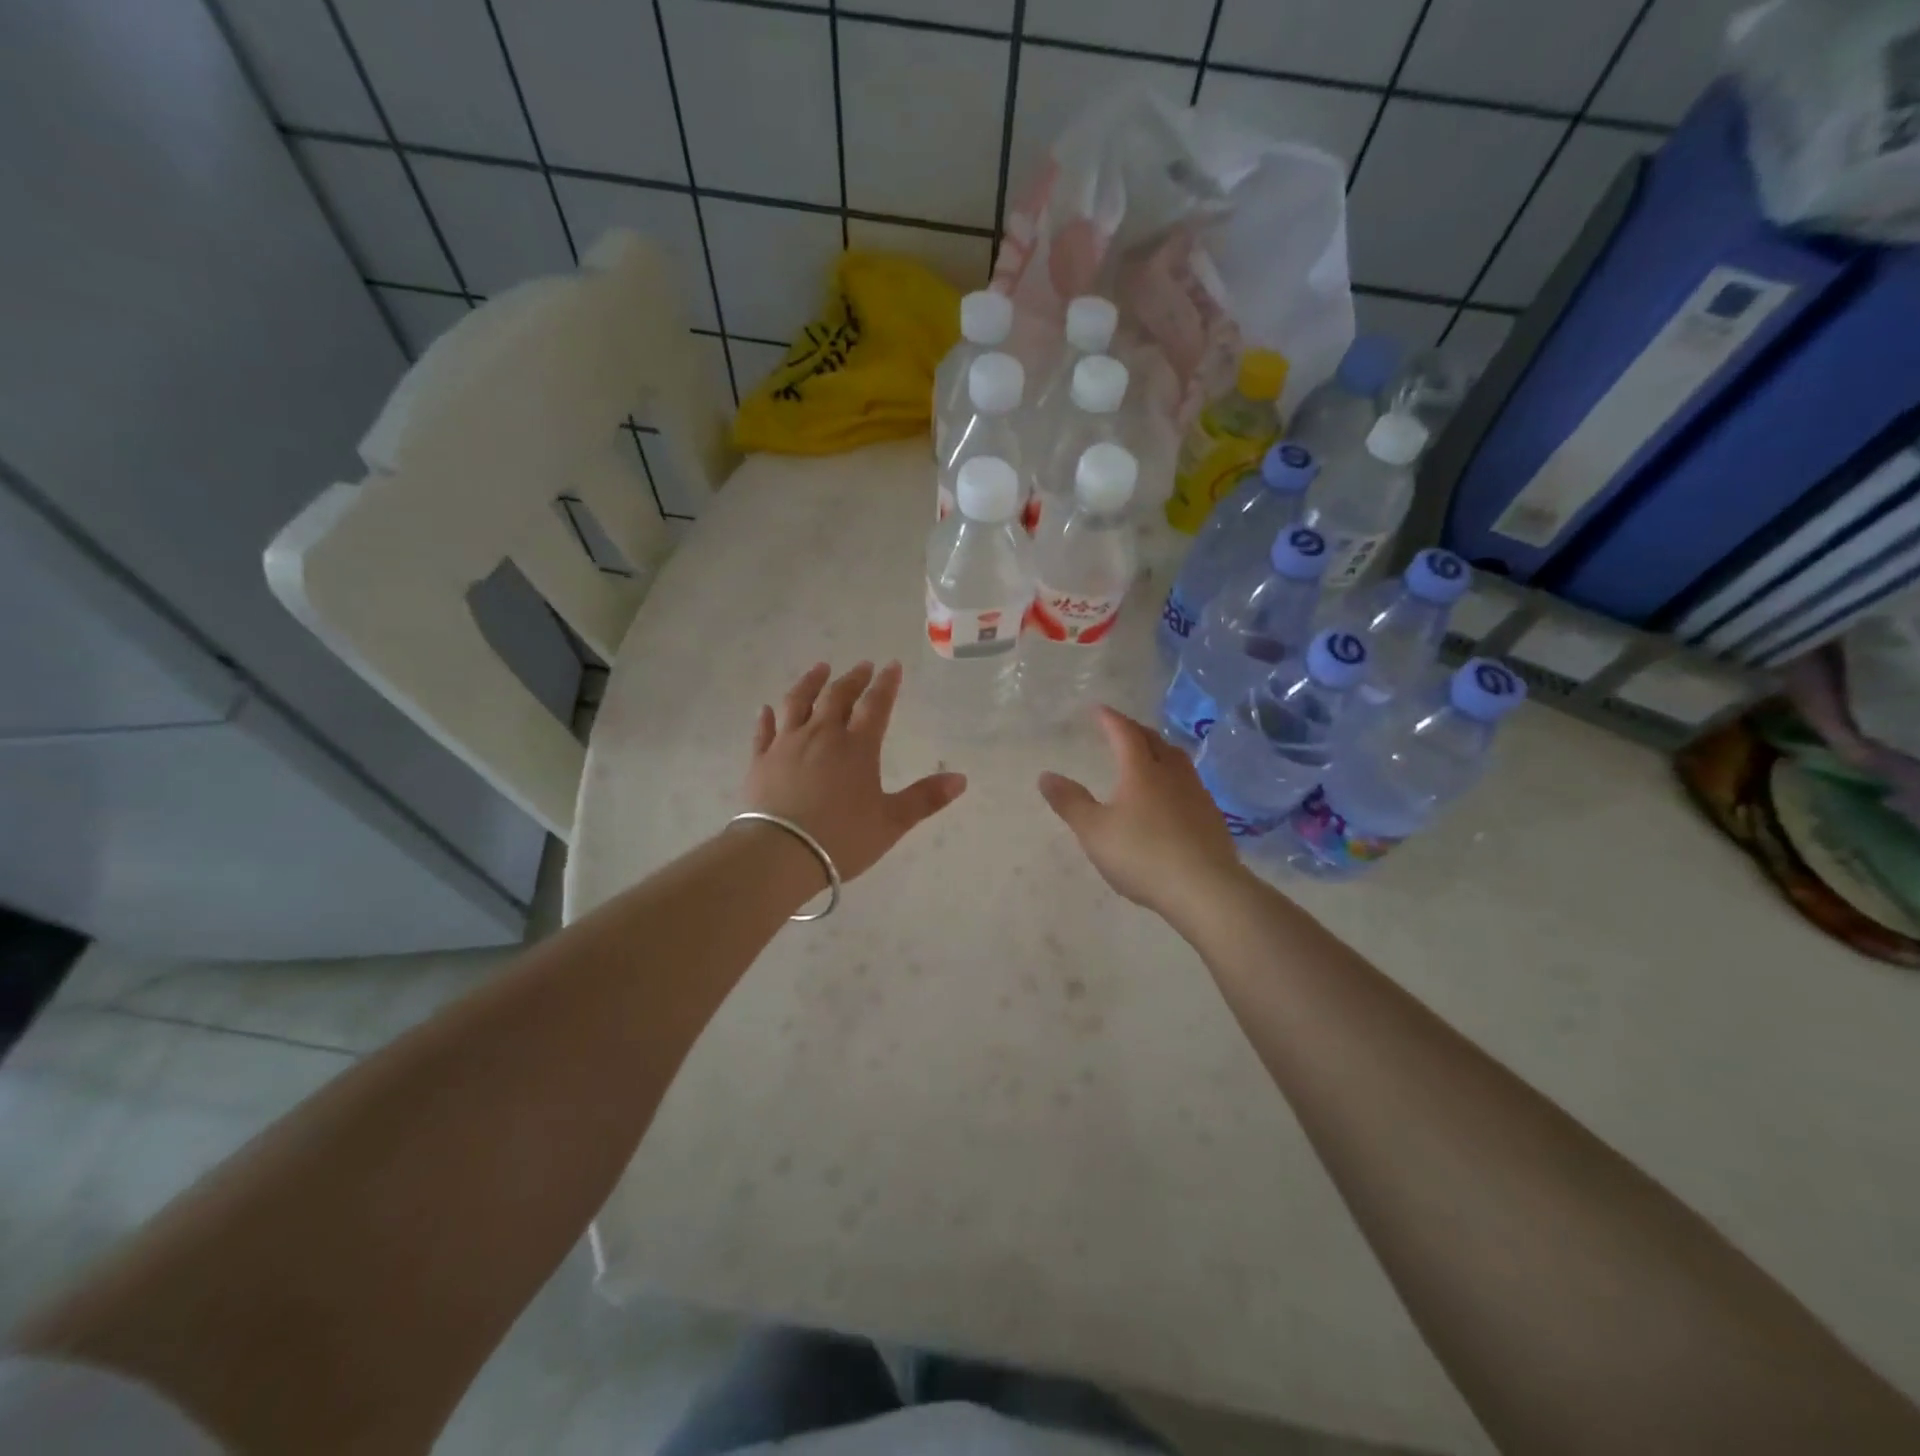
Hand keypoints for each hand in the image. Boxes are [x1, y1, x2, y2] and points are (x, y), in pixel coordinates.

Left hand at [743, 661, 966, 882]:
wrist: (781, 852)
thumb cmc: (842, 837)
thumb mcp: (892, 822)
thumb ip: (926, 798)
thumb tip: (961, 778)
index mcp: (857, 747)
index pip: (876, 705)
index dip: (886, 684)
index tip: (892, 666)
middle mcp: (822, 736)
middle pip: (838, 697)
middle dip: (853, 678)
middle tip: (862, 665)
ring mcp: (787, 745)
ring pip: (798, 702)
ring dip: (810, 682)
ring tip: (820, 669)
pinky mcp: (760, 761)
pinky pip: (764, 731)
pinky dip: (767, 717)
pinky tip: (767, 708)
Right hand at [1037, 707, 1248, 918]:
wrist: (1205, 888)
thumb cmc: (1142, 855)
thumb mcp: (1094, 831)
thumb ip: (1070, 802)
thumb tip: (1045, 775)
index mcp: (1141, 771)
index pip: (1125, 734)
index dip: (1110, 719)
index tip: (1098, 710)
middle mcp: (1171, 774)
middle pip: (1154, 741)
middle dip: (1135, 730)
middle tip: (1121, 729)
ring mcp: (1196, 794)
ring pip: (1177, 760)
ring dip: (1159, 750)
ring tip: (1149, 755)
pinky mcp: (1211, 816)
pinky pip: (1189, 782)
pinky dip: (1173, 776)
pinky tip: (1170, 794)